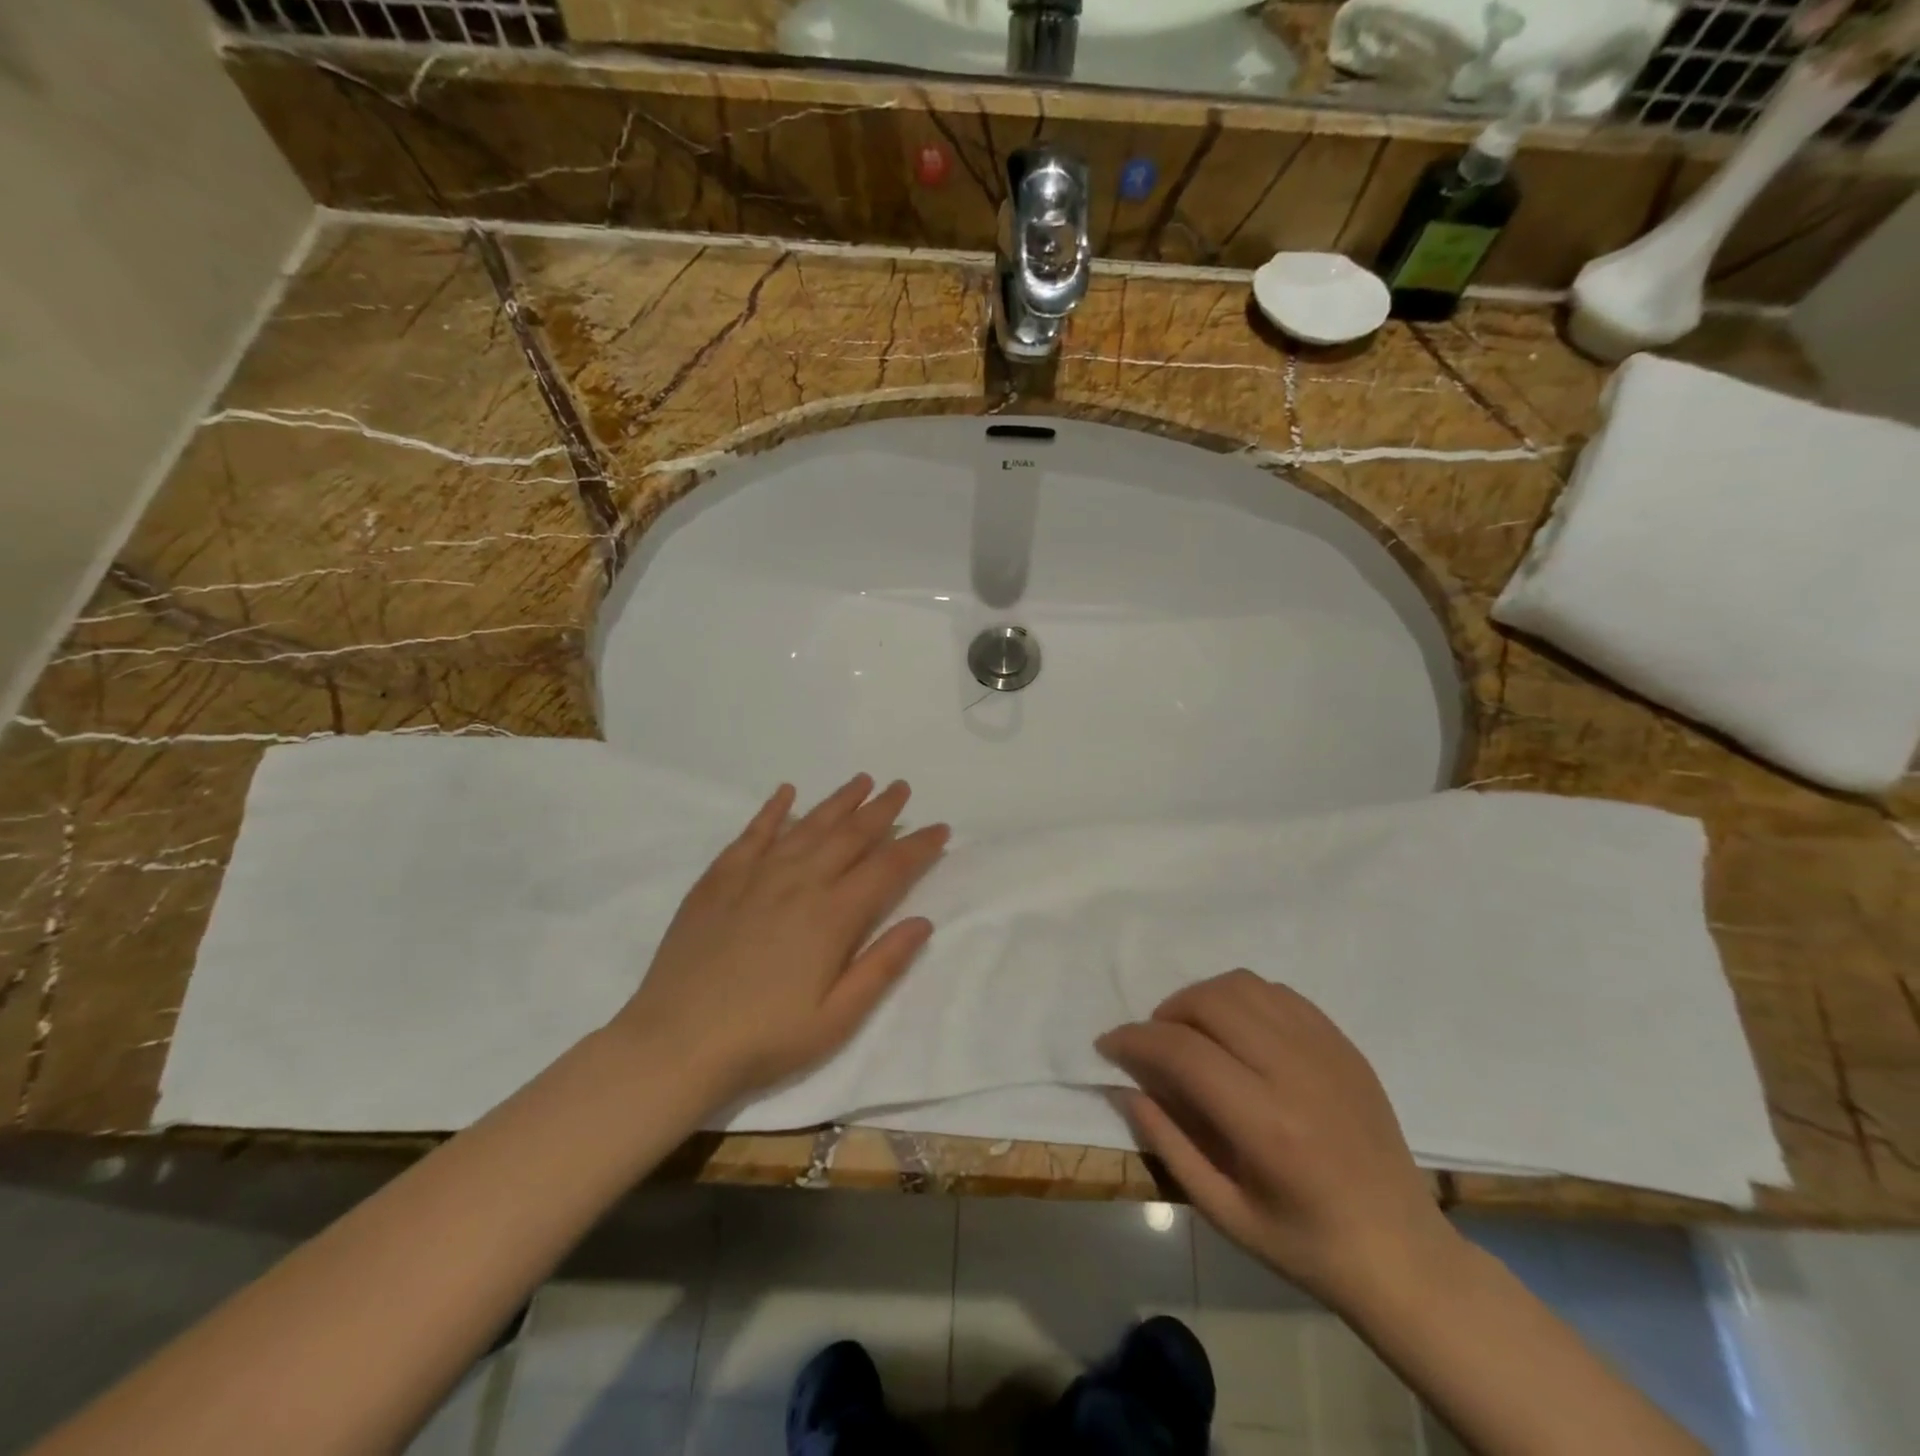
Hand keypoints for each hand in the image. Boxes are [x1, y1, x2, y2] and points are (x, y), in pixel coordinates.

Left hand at [611, 775, 948, 1103]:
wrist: (676, 1043)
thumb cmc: (765, 1039)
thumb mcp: (838, 1018)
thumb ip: (883, 965)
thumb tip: (923, 922)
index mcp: (833, 915)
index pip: (888, 868)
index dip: (918, 846)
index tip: (939, 829)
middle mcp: (800, 882)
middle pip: (850, 835)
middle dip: (881, 809)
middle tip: (902, 787)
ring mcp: (756, 876)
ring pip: (808, 825)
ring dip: (838, 801)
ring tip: (862, 781)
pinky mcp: (719, 879)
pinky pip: (753, 834)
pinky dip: (773, 810)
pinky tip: (786, 793)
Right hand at [1097, 970, 1455, 1311]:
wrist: (1403, 1253)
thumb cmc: (1306, 1245)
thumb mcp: (1224, 1212)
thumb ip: (1168, 1144)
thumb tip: (1126, 1087)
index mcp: (1265, 1124)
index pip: (1182, 1051)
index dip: (1134, 1039)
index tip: (1109, 1045)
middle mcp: (1295, 1073)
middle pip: (1210, 1003)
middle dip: (1165, 1013)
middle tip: (1153, 1044)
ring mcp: (1326, 1051)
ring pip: (1243, 986)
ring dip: (1202, 998)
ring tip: (1191, 1031)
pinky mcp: (1343, 1044)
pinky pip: (1279, 993)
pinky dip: (1242, 999)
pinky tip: (1236, 1031)